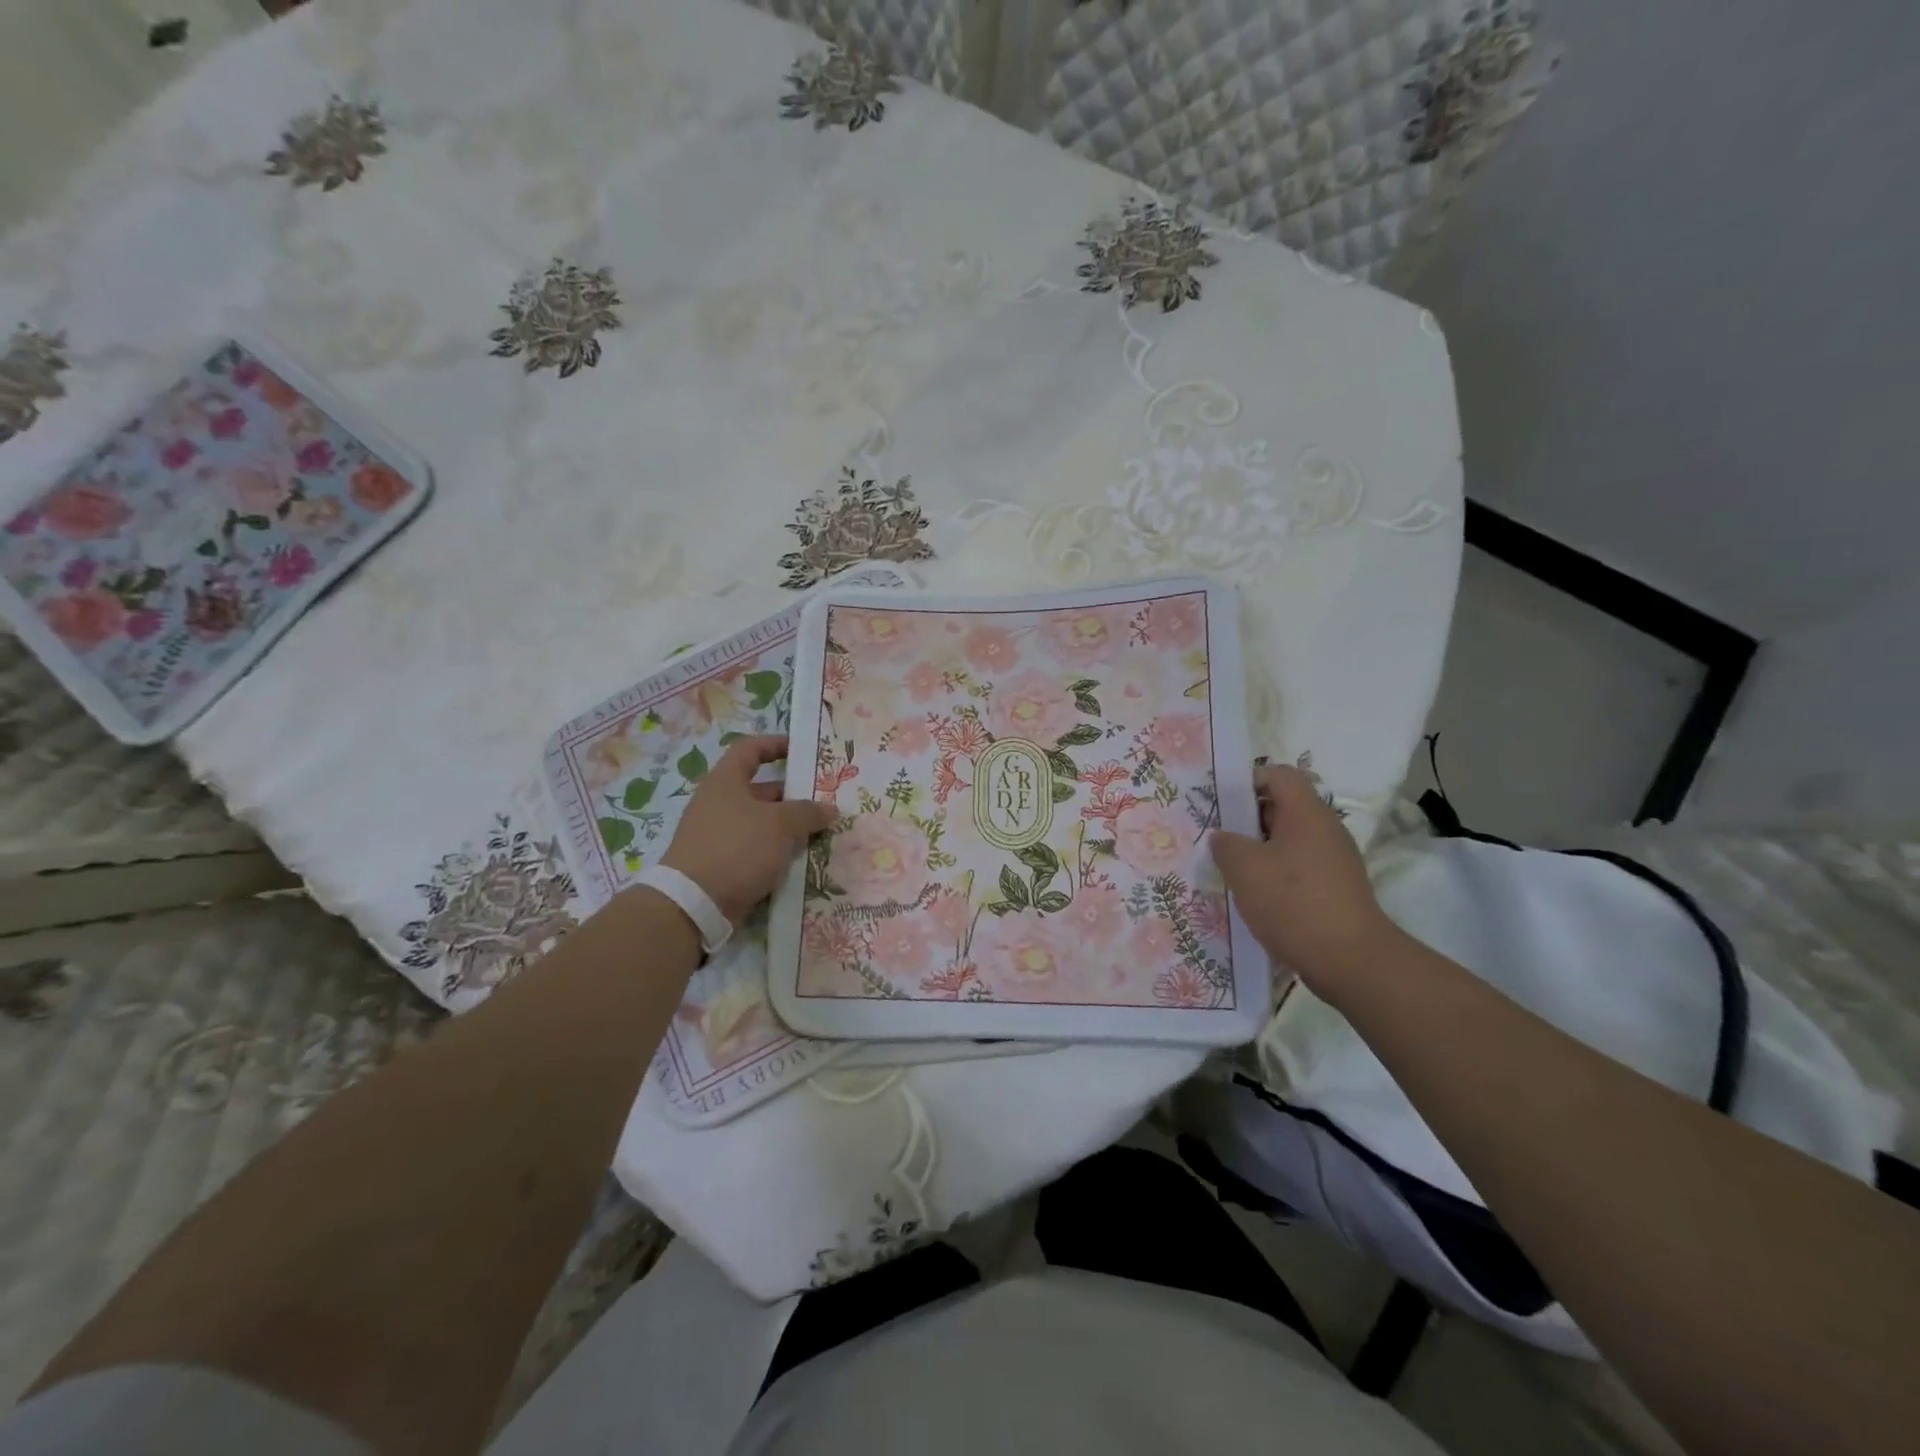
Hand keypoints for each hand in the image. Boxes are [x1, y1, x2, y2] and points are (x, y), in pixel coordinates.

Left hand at [660, 735, 837, 925]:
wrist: (694, 904)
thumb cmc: (737, 848)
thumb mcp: (779, 825)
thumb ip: (808, 812)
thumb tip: (830, 808)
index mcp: (725, 781)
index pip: (750, 749)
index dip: (776, 744)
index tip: (803, 750)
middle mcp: (719, 803)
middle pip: (761, 789)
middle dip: (794, 794)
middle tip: (825, 801)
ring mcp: (719, 834)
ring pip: (761, 822)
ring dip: (789, 826)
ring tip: (820, 832)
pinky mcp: (722, 862)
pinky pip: (756, 848)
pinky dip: (776, 850)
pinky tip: (800, 859)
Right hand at [1210, 765, 1397, 998]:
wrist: (1351, 961)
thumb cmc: (1293, 903)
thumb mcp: (1244, 868)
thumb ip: (1225, 844)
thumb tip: (1222, 836)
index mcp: (1306, 813)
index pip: (1278, 775)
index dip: (1247, 781)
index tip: (1220, 803)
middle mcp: (1325, 829)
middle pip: (1282, 807)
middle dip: (1246, 820)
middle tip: (1217, 839)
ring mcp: (1334, 860)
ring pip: (1288, 841)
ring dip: (1258, 851)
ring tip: (1230, 871)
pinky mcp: (1335, 889)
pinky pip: (1298, 868)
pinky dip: (1274, 875)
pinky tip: (1254, 897)